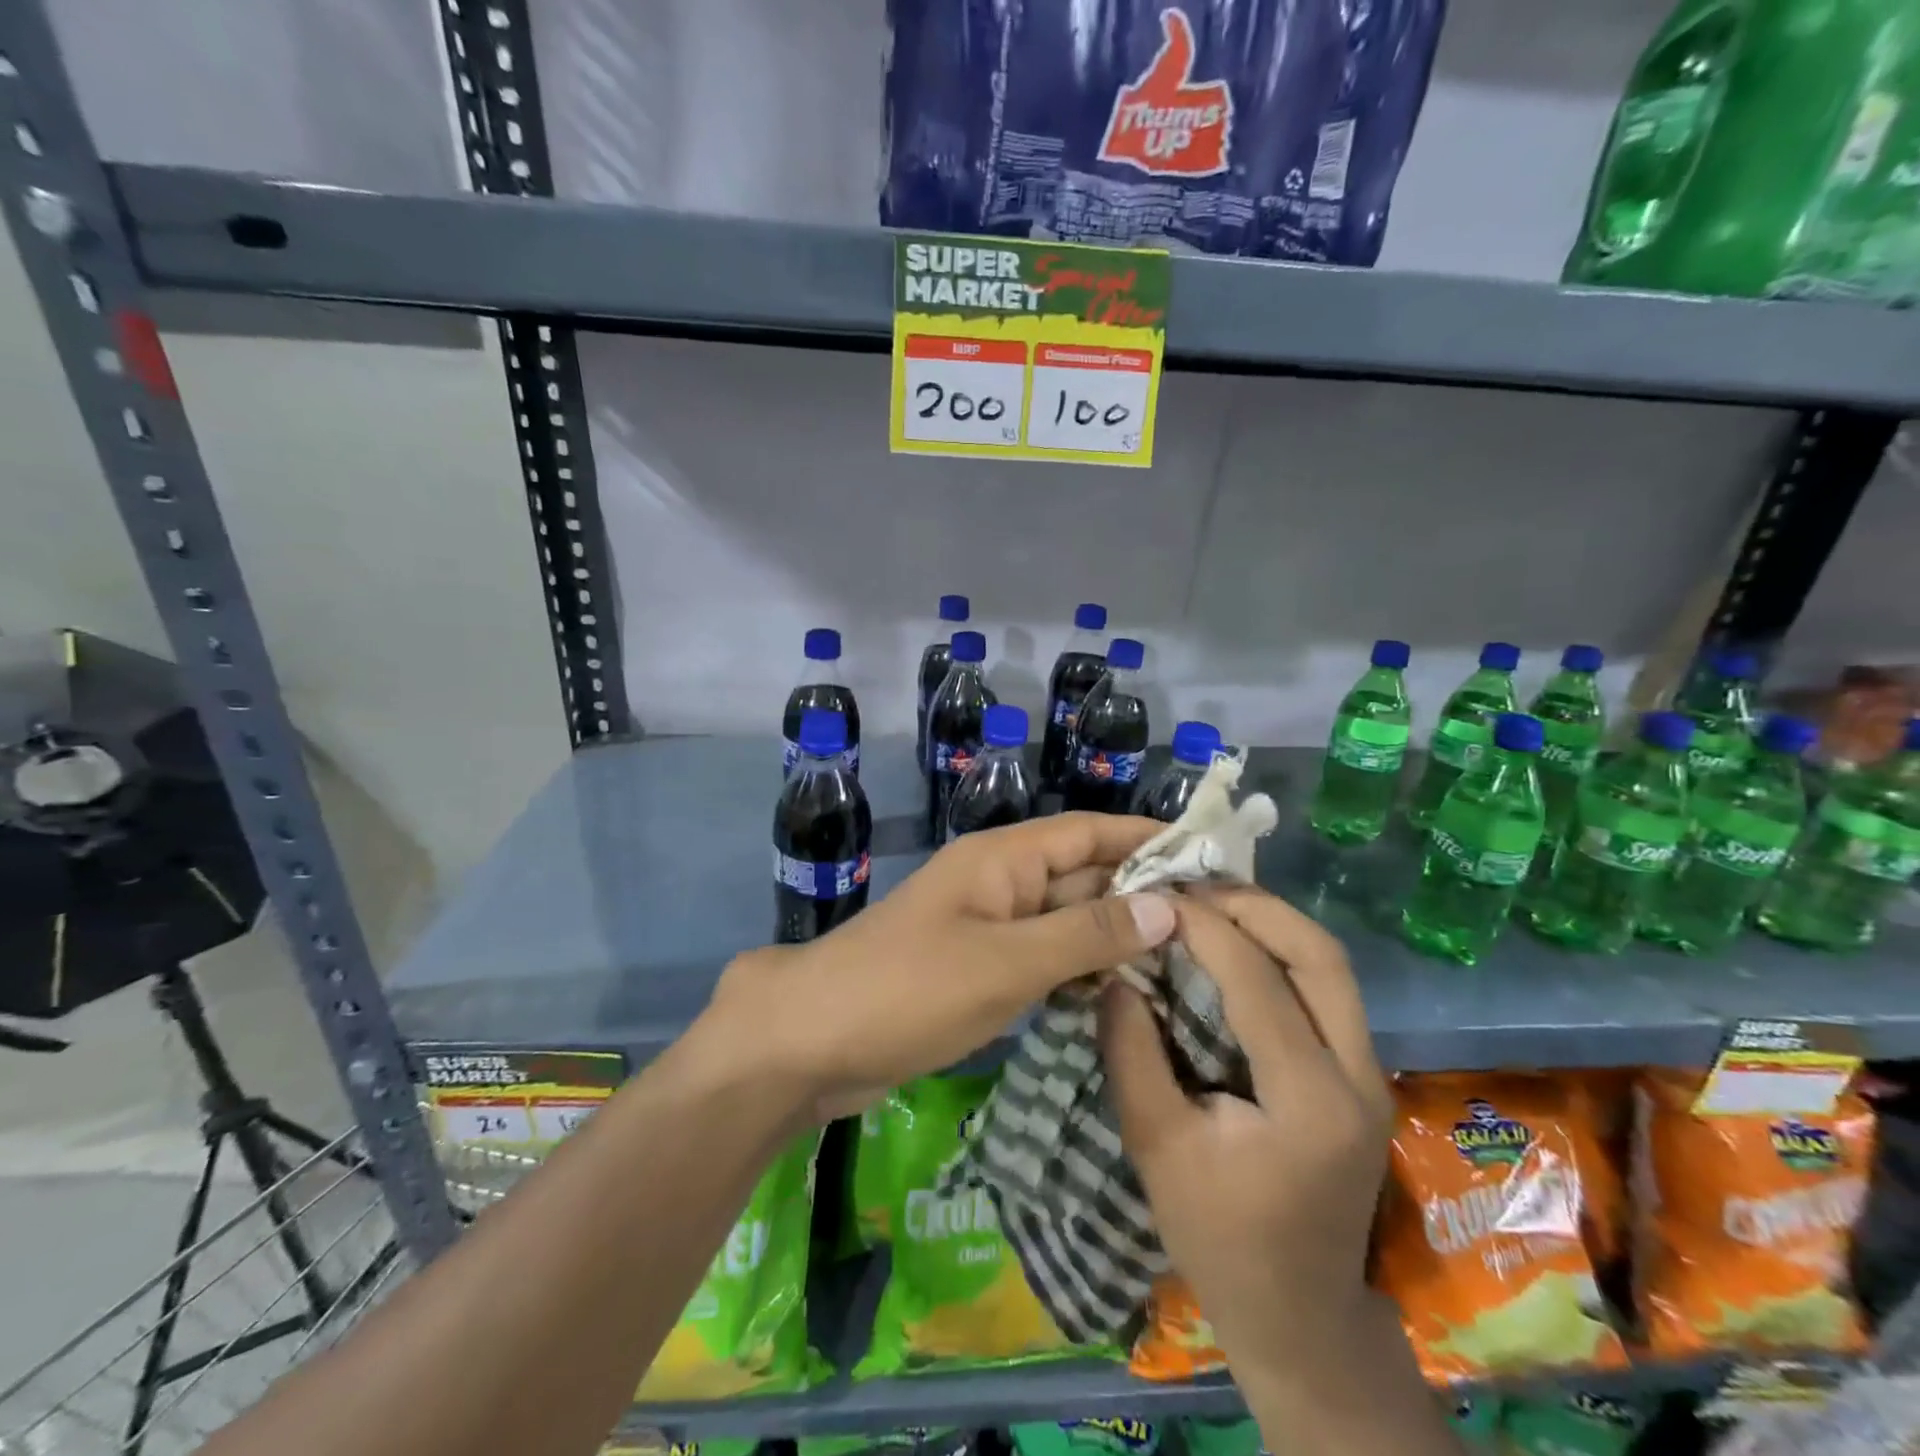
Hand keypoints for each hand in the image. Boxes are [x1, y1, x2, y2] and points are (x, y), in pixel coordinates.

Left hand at [703, 813, 1177, 1122]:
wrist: (812, 1041)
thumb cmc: (910, 989)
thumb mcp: (1007, 962)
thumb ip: (1087, 933)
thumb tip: (1167, 905)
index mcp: (1003, 858)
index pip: (1090, 831)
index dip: (1148, 839)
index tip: (1211, 857)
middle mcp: (1000, 882)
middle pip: (1083, 875)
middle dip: (1141, 895)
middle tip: (1216, 927)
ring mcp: (988, 928)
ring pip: (1066, 921)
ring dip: (1115, 937)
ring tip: (1189, 964)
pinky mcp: (978, 970)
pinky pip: (1042, 959)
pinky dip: (1080, 971)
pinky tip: (1123, 996)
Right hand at [1101, 886, 1392, 1389]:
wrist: (1301, 1317)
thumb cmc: (1220, 1239)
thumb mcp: (1156, 1145)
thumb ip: (1131, 1051)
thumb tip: (1116, 972)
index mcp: (1309, 1100)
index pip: (1257, 979)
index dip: (1204, 926)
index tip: (1156, 897)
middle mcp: (1358, 1076)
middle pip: (1321, 954)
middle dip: (1254, 905)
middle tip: (1191, 886)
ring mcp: (1371, 1075)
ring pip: (1332, 966)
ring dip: (1273, 922)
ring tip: (1211, 903)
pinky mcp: (1362, 1077)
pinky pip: (1328, 989)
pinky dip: (1282, 952)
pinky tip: (1237, 947)